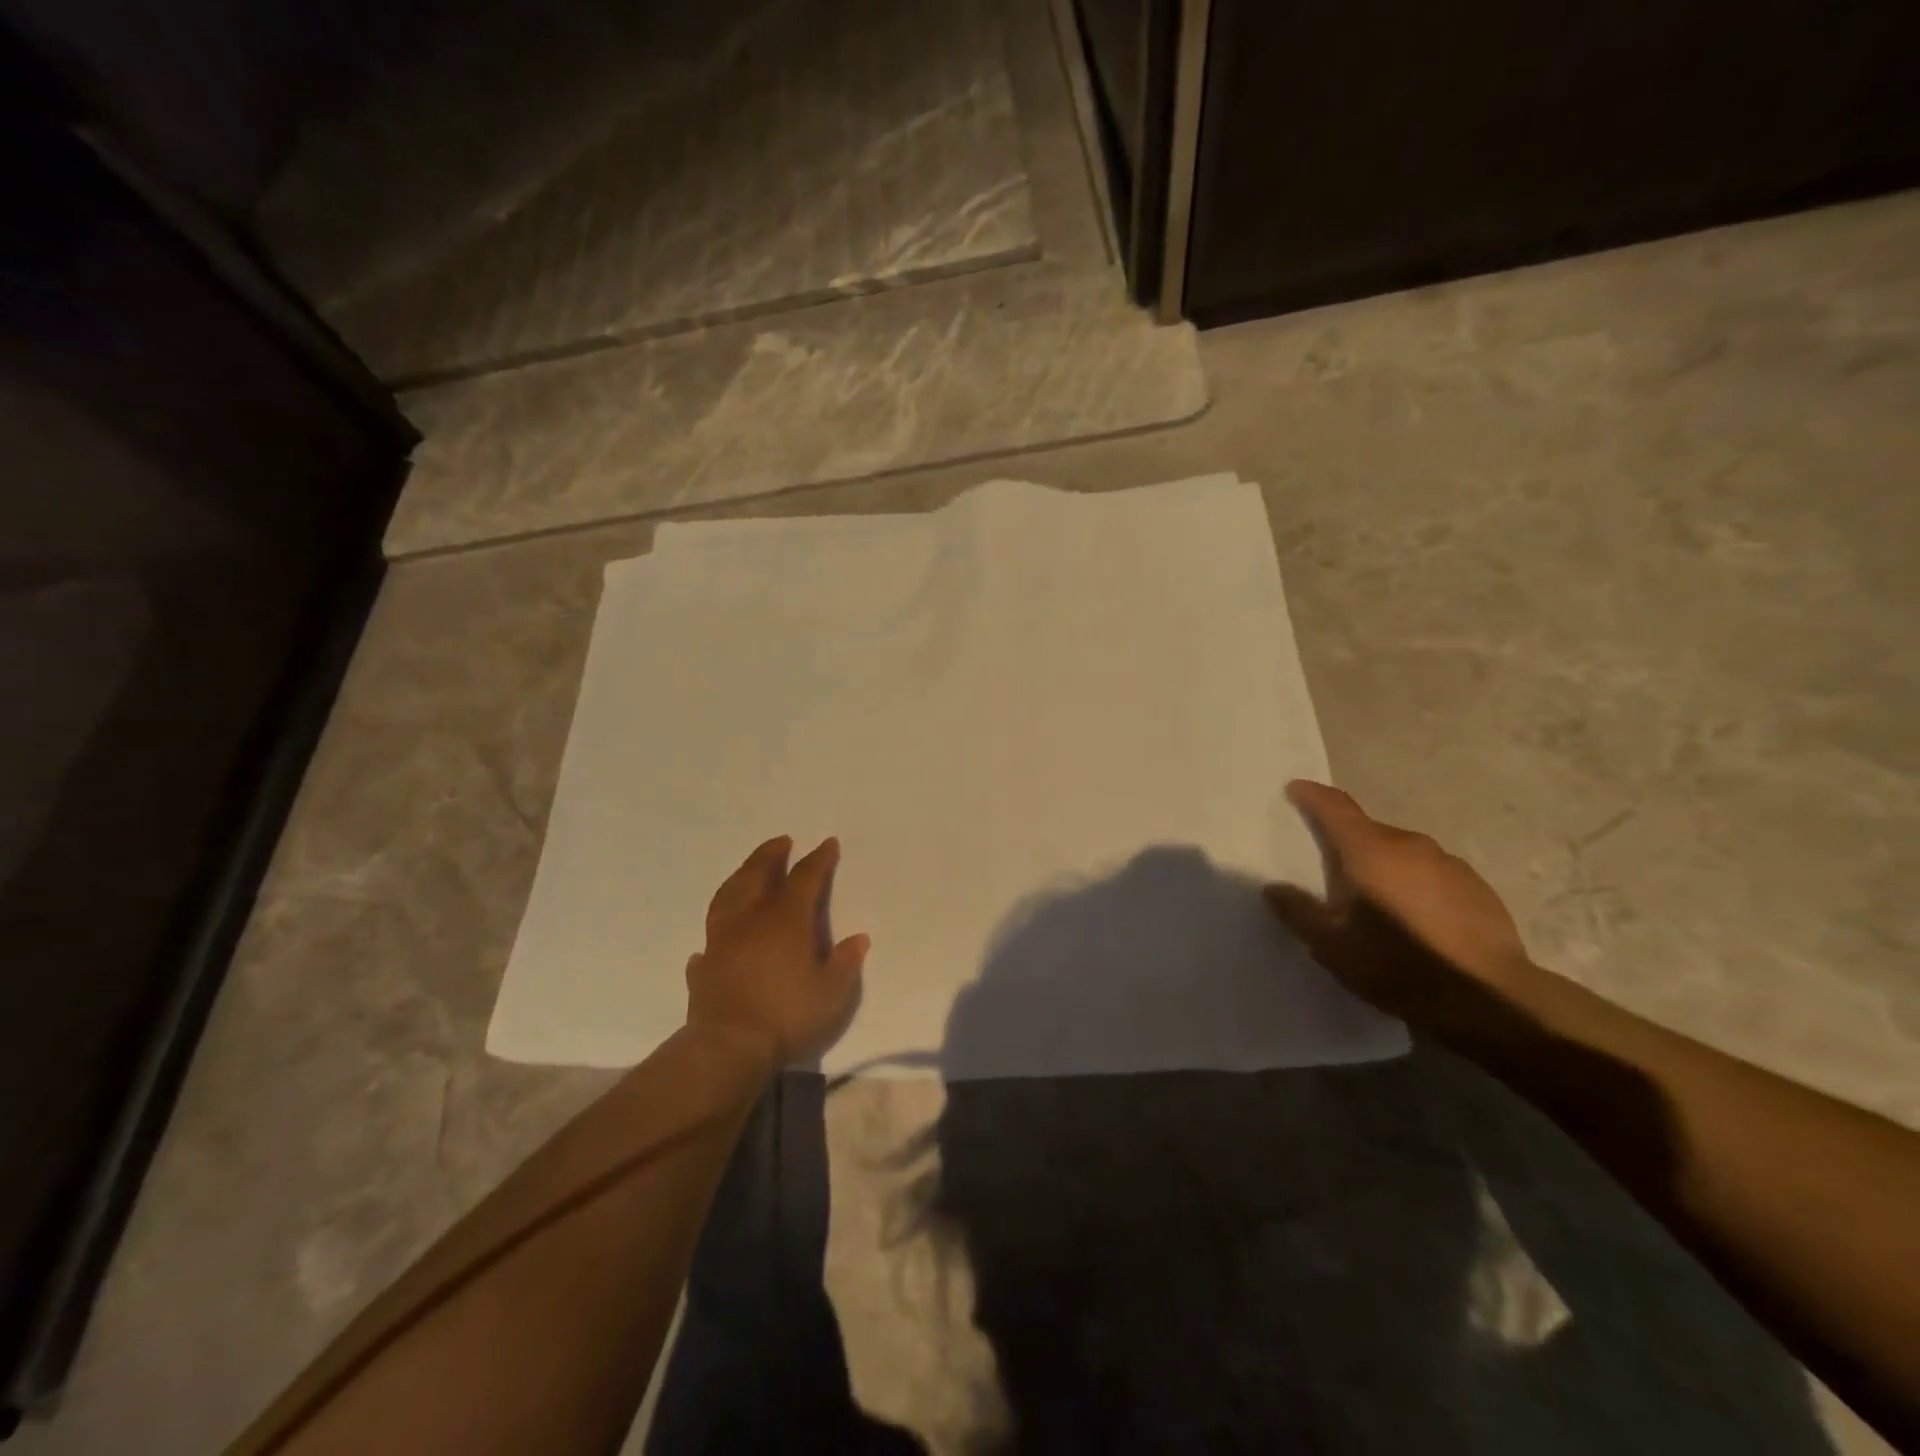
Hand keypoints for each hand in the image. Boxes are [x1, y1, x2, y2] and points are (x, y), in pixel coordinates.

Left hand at [685, 835, 869, 1064]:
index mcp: (787, 920)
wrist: (728, 1047)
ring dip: (741, 876)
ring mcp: (722, 940)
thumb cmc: (788, 1015)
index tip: (827, 843)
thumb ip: (846, 963)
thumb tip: (858, 938)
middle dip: (771, 855)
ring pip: (729, 896)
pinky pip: (710, 937)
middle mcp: (752, 920)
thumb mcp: (832, 993)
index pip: (805, 878)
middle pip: (758, 875)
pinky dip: (717, 928)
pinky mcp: (704, 965)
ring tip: (748, 870)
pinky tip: (719, 933)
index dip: (818, 859)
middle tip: (781, 841)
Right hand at [1265, 780, 1538, 1029]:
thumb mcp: (1332, 947)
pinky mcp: (1477, 887)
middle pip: (1368, 830)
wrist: (1491, 999)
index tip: (1296, 789)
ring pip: (1403, 852)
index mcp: (1370, 851)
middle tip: (1331, 868)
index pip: (1336, 807)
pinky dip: (1414, 882)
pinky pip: (1432, 872)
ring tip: (1375, 898)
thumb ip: (1298, 912)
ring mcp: (1448, 863)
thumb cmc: (1399, 966)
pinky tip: (1415, 916)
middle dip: (1347, 840)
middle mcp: (1409, 845)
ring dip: (1383, 864)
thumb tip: (1273, 888)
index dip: (1313, 795)